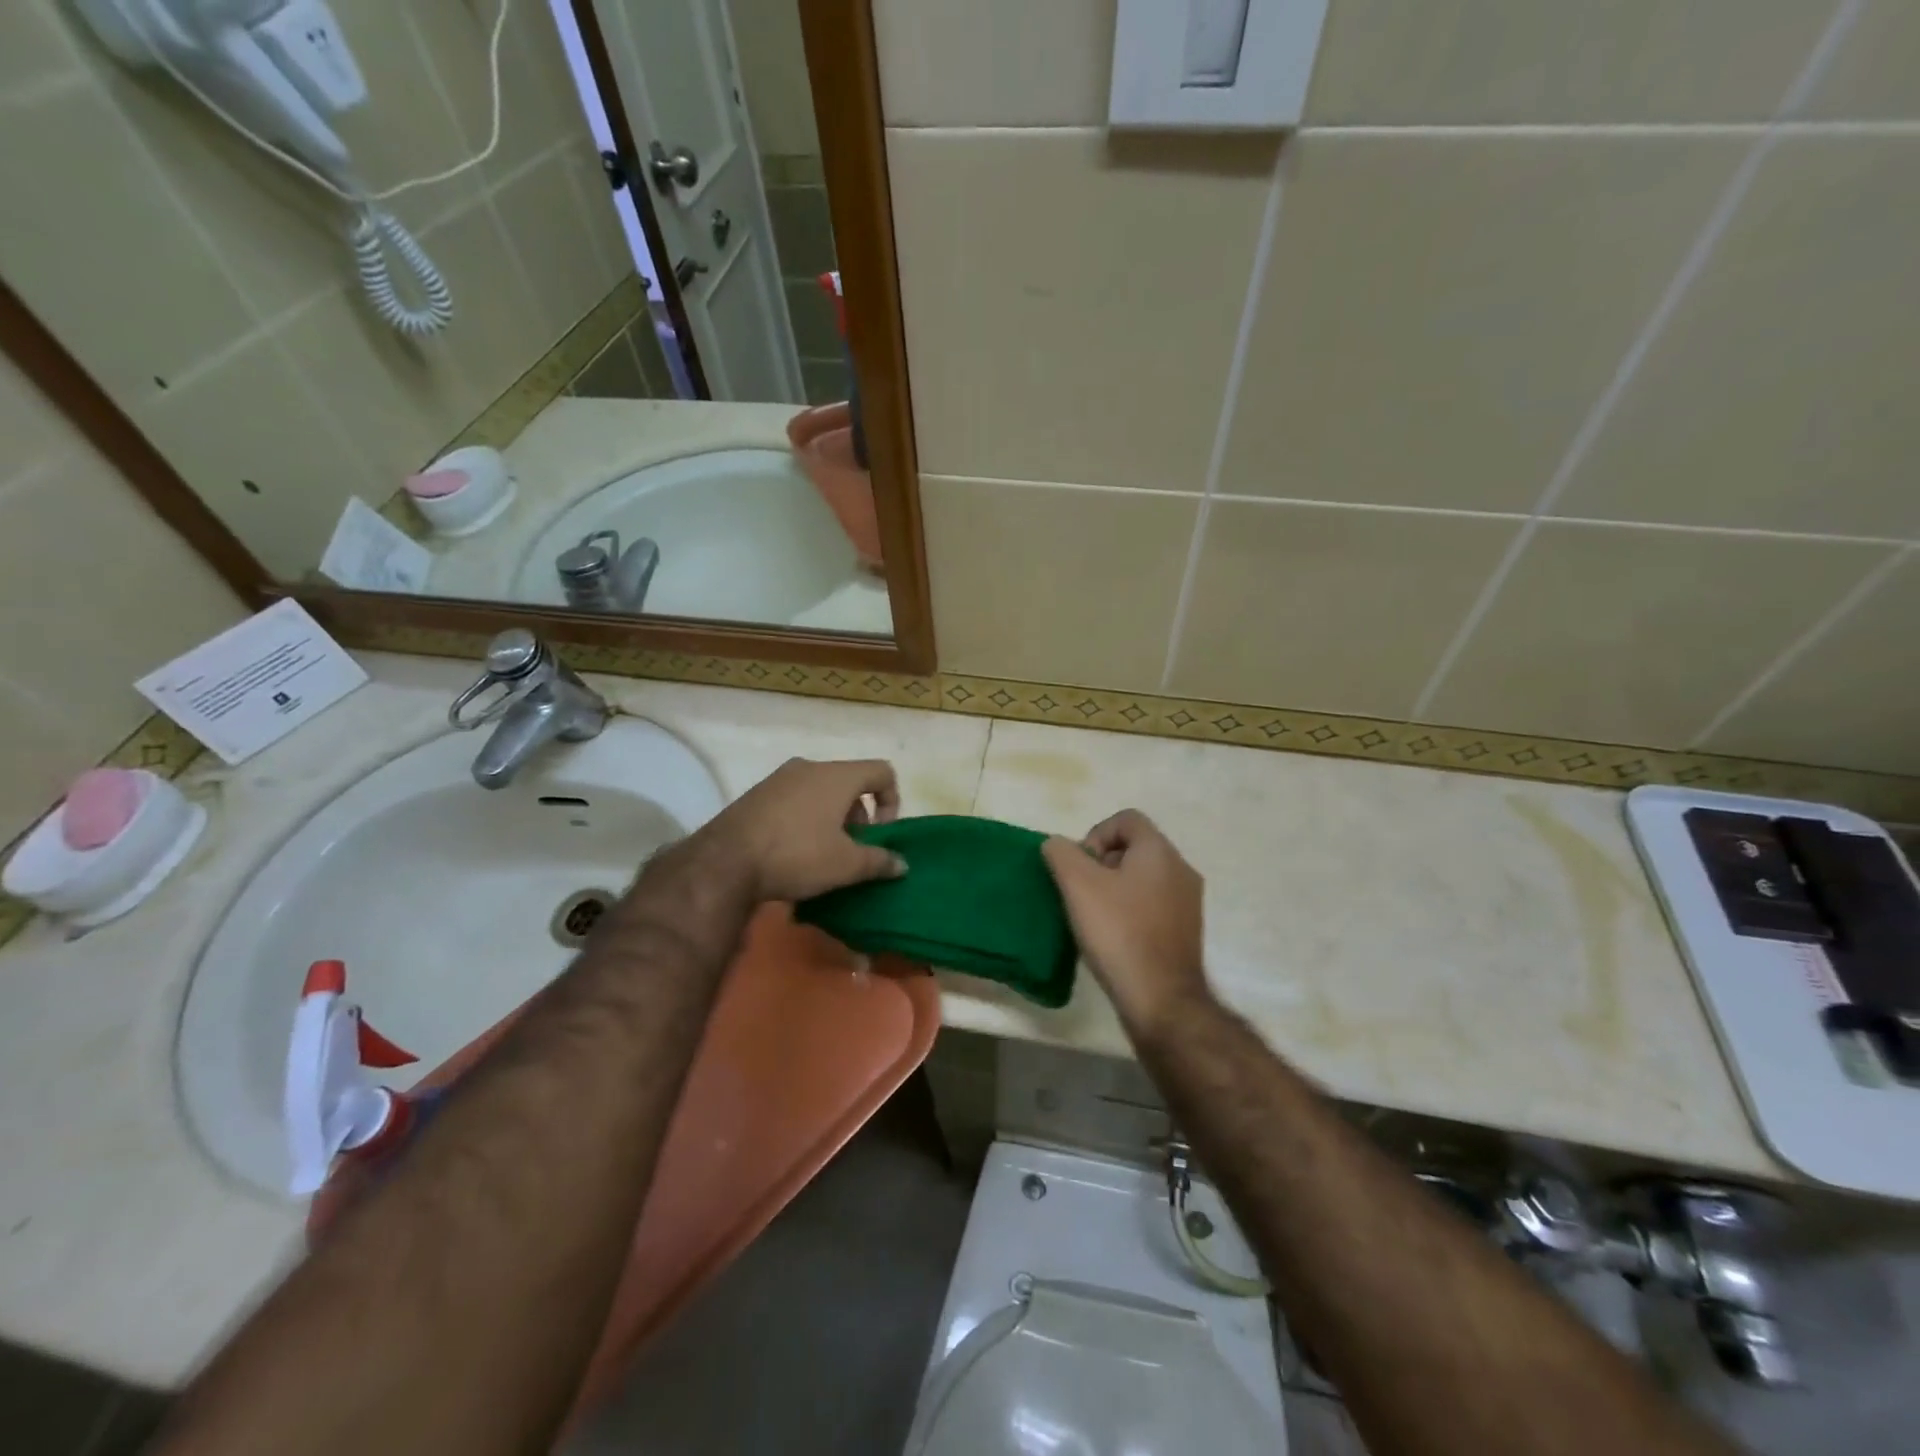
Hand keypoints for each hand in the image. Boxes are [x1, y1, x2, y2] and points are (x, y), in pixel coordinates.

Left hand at [702, 758, 906, 902]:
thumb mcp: (846, 865)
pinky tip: (794, 851)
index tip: (880, 834)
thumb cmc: (797, 855)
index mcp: (837, 776)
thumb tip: (902, 864)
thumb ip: (879, 861)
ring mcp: (779, 779)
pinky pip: (795, 800)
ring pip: (820, 791)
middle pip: (850, 782)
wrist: (724, 861)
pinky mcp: (756, 794)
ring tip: (824, 853)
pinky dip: (805, 819)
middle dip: (859, 815)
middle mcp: (809, 767)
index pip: (882, 771)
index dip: (891, 801)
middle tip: (853, 848)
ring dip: (832, 818)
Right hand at [1042, 809, 1211, 1037]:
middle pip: (1134, 848)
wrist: (1160, 998)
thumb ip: (1061, 853)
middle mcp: (1181, 869)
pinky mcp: (1186, 931)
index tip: (1080, 867)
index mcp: (1160, 851)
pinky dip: (1130, 912)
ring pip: (1143, 879)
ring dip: (1115, 889)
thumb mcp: (1077, 884)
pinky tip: (1113, 937)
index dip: (1095, 834)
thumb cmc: (1118, 932)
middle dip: (1102, 863)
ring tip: (1093, 917)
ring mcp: (1188, 902)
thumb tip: (1057, 844)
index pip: (1126, 819)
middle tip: (1081, 892)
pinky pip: (1152, 906)